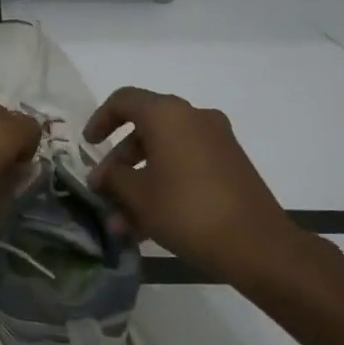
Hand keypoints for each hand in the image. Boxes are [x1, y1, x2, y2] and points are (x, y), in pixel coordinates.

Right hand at [84, 87, 307, 282]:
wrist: (256, 243)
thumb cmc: (186, 210)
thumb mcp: (138, 195)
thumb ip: (112, 179)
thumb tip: (103, 176)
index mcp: (168, 115)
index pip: (124, 100)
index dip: (100, 119)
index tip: (87, 145)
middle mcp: (194, 118)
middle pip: (144, 129)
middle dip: (118, 162)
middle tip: (102, 191)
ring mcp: (216, 142)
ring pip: (164, 153)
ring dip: (138, 182)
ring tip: (120, 222)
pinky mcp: (229, 166)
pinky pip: (185, 166)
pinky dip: (163, 186)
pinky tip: (146, 226)